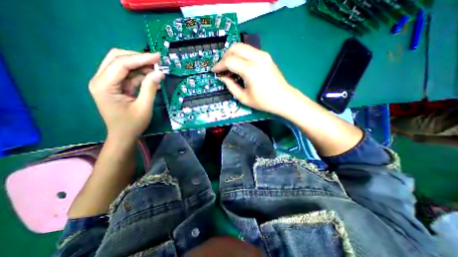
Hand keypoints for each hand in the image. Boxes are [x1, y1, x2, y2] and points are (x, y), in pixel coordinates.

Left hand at [89, 48, 163, 140]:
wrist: (123, 136)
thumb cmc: (133, 124)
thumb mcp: (144, 107)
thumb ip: (150, 88)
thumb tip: (159, 73)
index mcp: (104, 86)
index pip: (121, 64)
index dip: (141, 58)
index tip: (158, 56)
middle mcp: (101, 80)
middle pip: (117, 58)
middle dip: (138, 58)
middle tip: (157, 61)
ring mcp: (107, 83)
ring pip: (123, 65)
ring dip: (141, 66)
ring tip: (158, 72)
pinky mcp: (115, 86)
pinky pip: (128, 75)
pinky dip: (140, 75)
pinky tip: (152, 79)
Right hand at [212, 43, 296, 116]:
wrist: (283, 98)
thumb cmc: (264, 102)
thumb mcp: (243, 98)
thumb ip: (230, 86)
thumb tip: (222, 77)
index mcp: (251, 70)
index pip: (229, 61)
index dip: (219, 65)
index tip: (214, 71)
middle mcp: (257, 58)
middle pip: (235, 47)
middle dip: (225, 56)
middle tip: (222, 68)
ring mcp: (263, 55)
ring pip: (242, 46)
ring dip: (232, 54)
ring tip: (229, 67)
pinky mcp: (266, 56)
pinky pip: (249, 50)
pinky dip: (241, 55)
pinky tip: (239, 65)